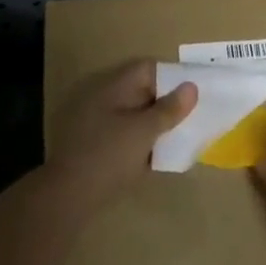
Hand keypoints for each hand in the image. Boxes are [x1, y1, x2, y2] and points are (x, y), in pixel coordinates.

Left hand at [48, 60, 196, 200]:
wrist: (70, 195)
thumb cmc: (109, 155)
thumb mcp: (144, 131)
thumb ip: (168, 109)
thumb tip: (191, 87)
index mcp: (114, 88)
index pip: (148, 69)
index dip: (173, 76)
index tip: (196, 91)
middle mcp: (106, 100)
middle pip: (144, 92)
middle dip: (169, 102)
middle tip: (195, 114)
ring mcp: (100, 123)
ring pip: (137, 115)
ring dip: (158, 123)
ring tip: (185, 133)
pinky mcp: (99, 146)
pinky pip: (129, 134)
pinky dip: (146, 140)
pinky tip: (163, 153)